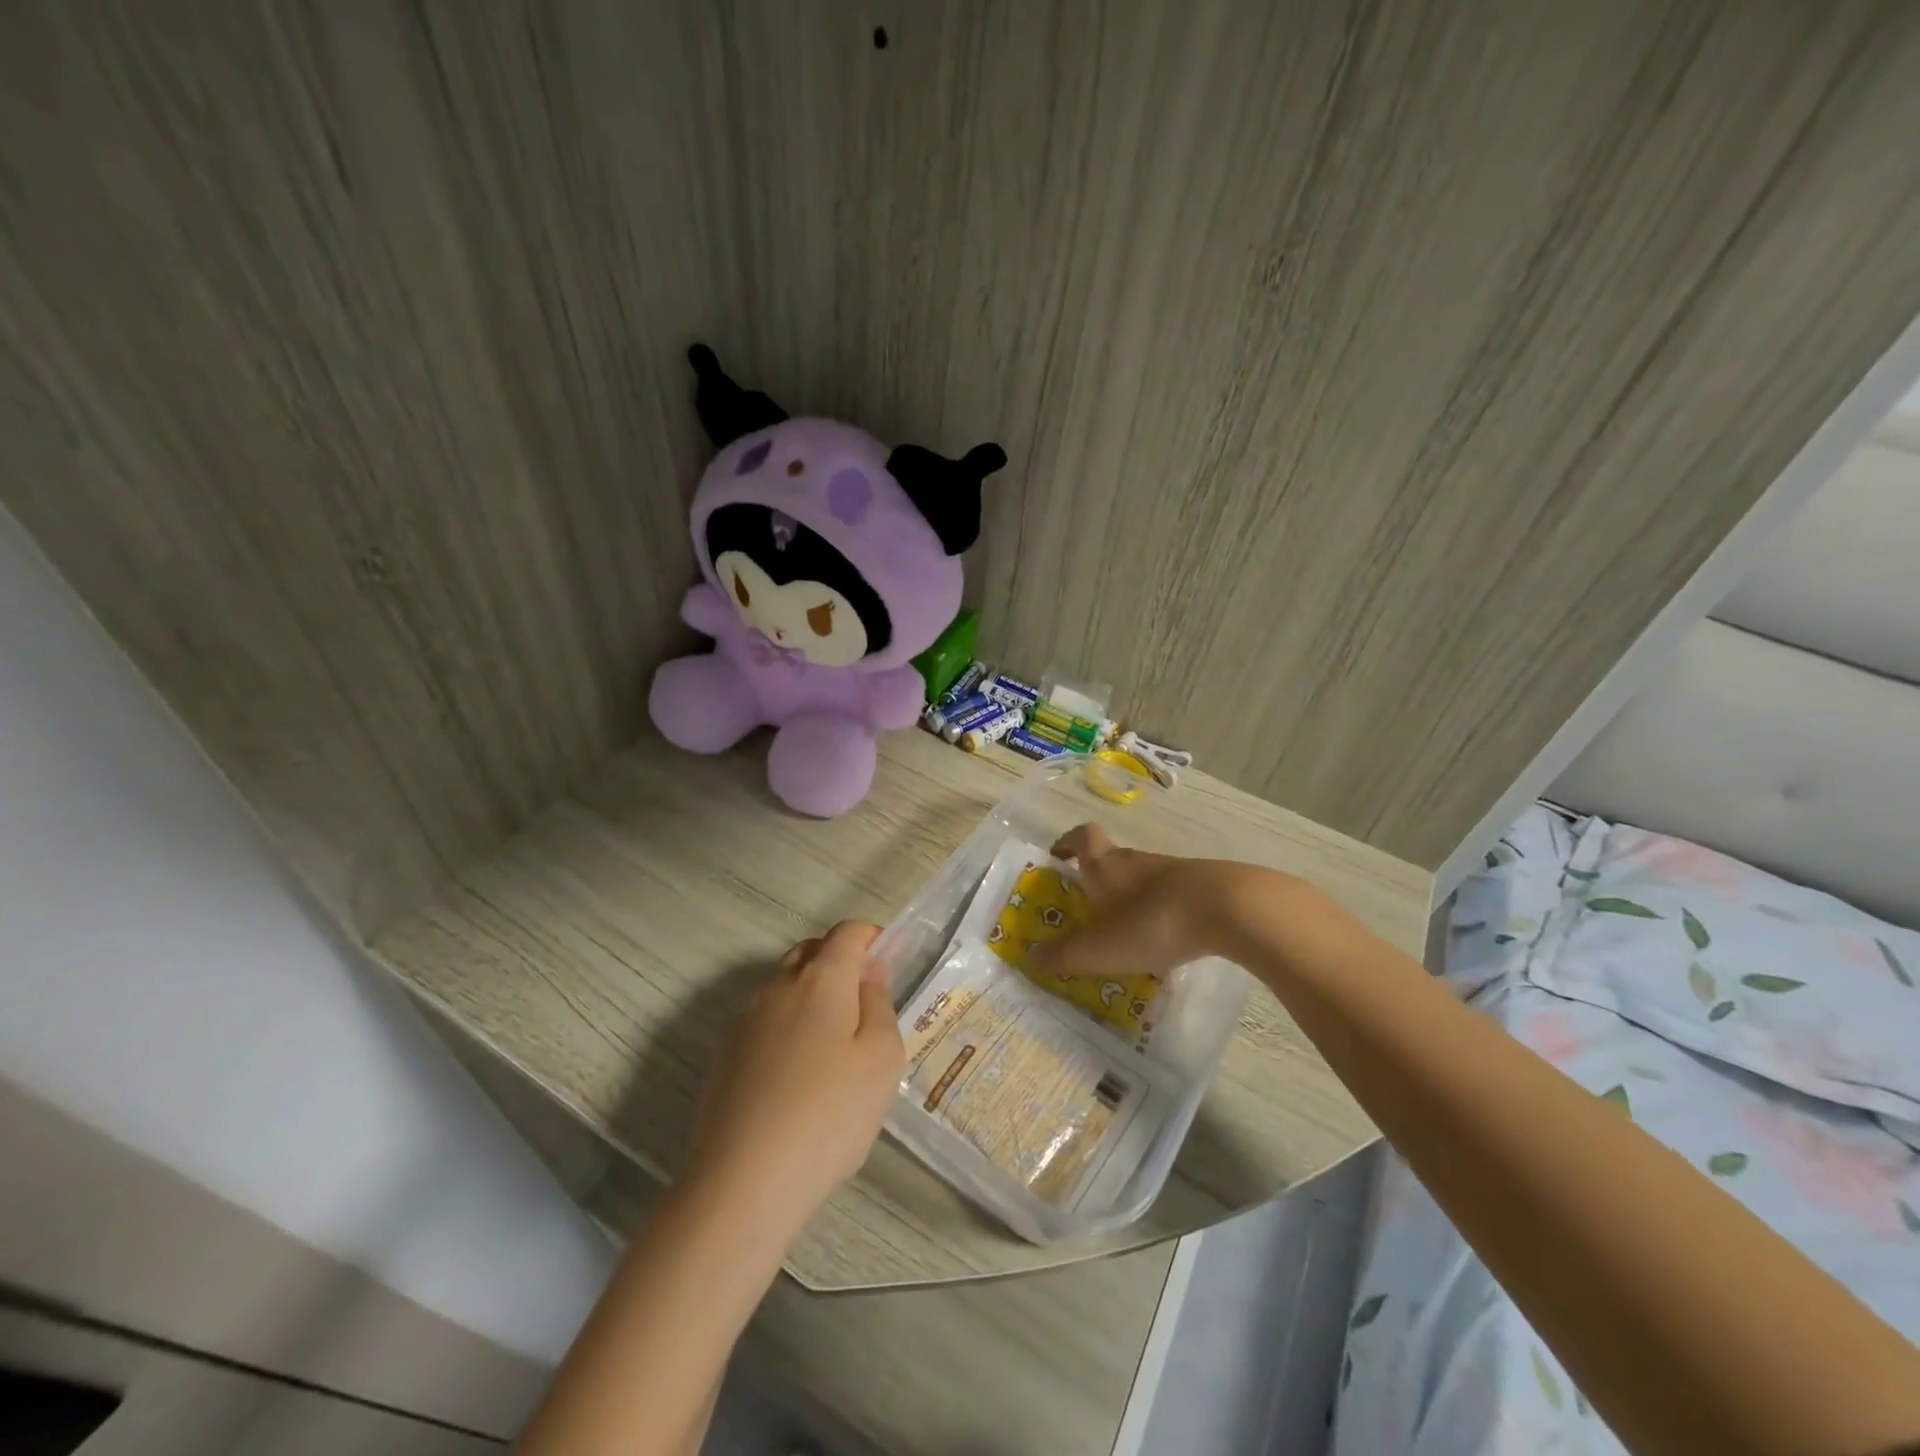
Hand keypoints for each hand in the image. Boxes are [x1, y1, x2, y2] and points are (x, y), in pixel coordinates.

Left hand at [686, 922, 904, 1231]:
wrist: (742, 1183)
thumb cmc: (829, 1115)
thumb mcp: (881, 1059)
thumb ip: (879, 1004)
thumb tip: (869, 971)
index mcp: (820, 979)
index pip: (846, 933)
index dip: (870, 936)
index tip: (889, 957)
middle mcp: (777, 986)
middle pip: (810, 952)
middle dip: (839, 961)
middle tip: (865, 999)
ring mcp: (745, 1021)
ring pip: (784, 986)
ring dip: (812, 995)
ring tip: (835, 1043)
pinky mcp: (725, 1056)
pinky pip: (766, 1021)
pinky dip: (788, 1027)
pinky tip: (799, 1075)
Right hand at [1032, 823, 1287, 979]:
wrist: (1228, 908)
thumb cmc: (1150, 922)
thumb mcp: (1098, 948)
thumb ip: (1063, 956)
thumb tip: (1031, 957)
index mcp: (1104, 865)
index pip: (1081, 837)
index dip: (1067, 844)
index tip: (1058, 858)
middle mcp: (1135, 860)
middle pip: (1110, 858)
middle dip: (1096, 880)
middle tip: (1087, 910)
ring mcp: (1172, 870)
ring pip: (1141, 879)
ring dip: (1129, 899)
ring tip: (1125, 934)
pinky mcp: (1201, 885)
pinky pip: (1170, 895)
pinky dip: (1160, 912)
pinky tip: (1165, 940)